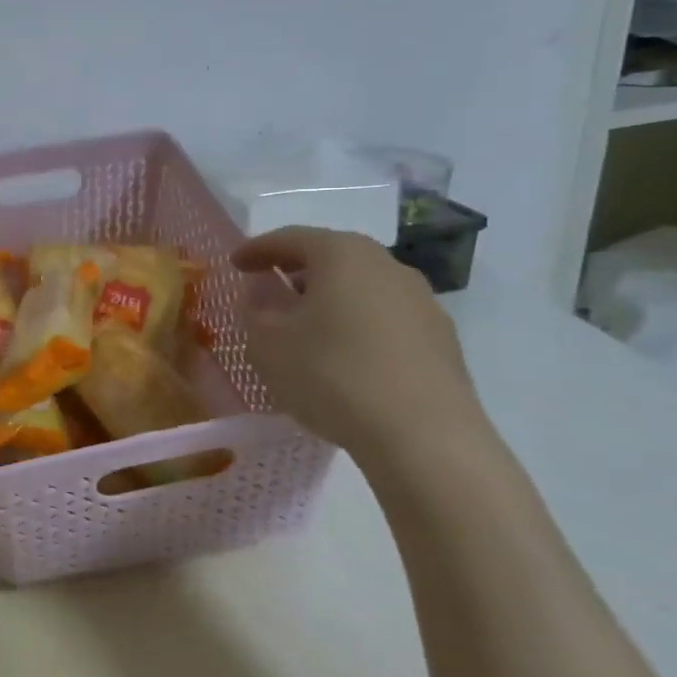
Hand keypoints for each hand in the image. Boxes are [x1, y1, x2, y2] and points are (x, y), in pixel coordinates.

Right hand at [234, 227, 486, 460]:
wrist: (424, 437)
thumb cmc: (332, 375)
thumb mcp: (267, 343)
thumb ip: (254, 310)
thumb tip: (262, 294)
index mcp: (342, 255)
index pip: (290, 238)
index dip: (257, 249)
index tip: (234, 264)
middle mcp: (387, 266)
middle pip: (332, 258)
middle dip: (296, 272)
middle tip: (269, 290)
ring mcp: (422, 302)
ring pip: (361, 289)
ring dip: (329, 300)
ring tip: (304, 328)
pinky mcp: (442, 340)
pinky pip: (385, 319)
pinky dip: (356, 326)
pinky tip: (342, 357)